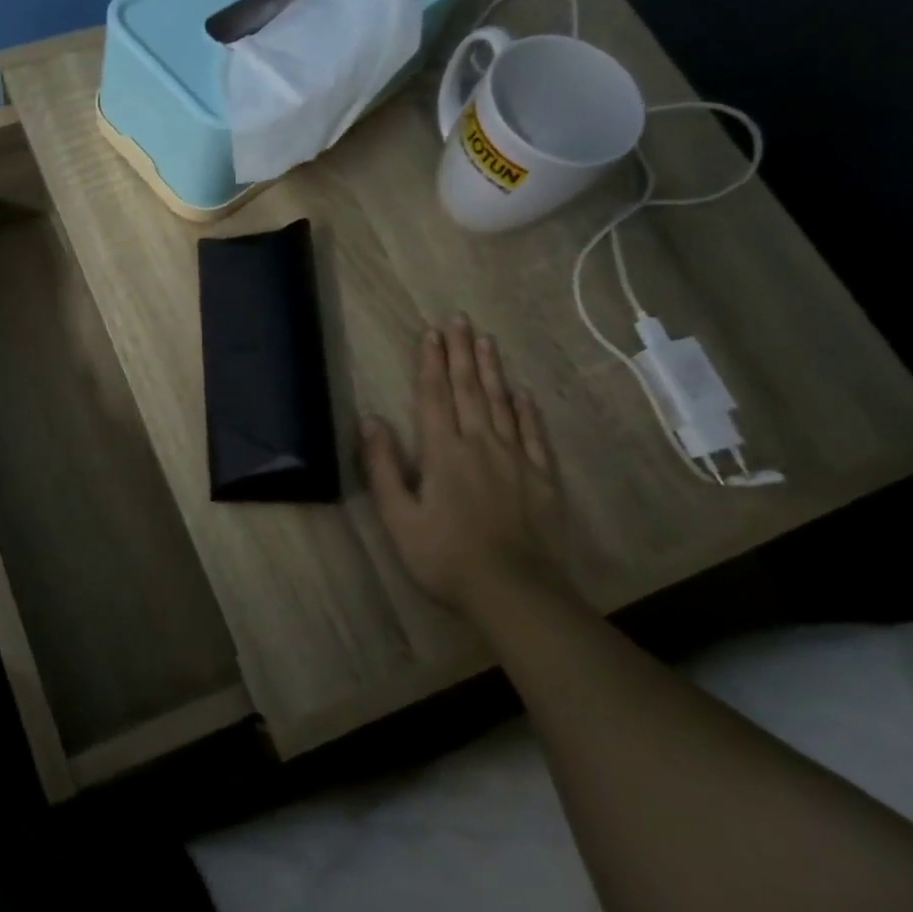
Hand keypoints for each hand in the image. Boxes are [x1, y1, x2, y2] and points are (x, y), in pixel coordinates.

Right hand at [362, 315, 569, 614]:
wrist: (514, 591)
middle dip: (461, 353)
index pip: (434, 396)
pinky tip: (523, 393)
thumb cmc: (445, 557)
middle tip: (460, 320)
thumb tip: (370, 420)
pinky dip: (527, 410)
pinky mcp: (542, 478)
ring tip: (486, 340)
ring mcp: (516, 459)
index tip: (431, 333)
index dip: (431, 363)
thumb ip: (383, 467)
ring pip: (502, 403)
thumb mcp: (398, 517)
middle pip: (469, 389)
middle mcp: (480, 444)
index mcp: (442, 452)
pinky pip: (534, 434)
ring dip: (492, 370)